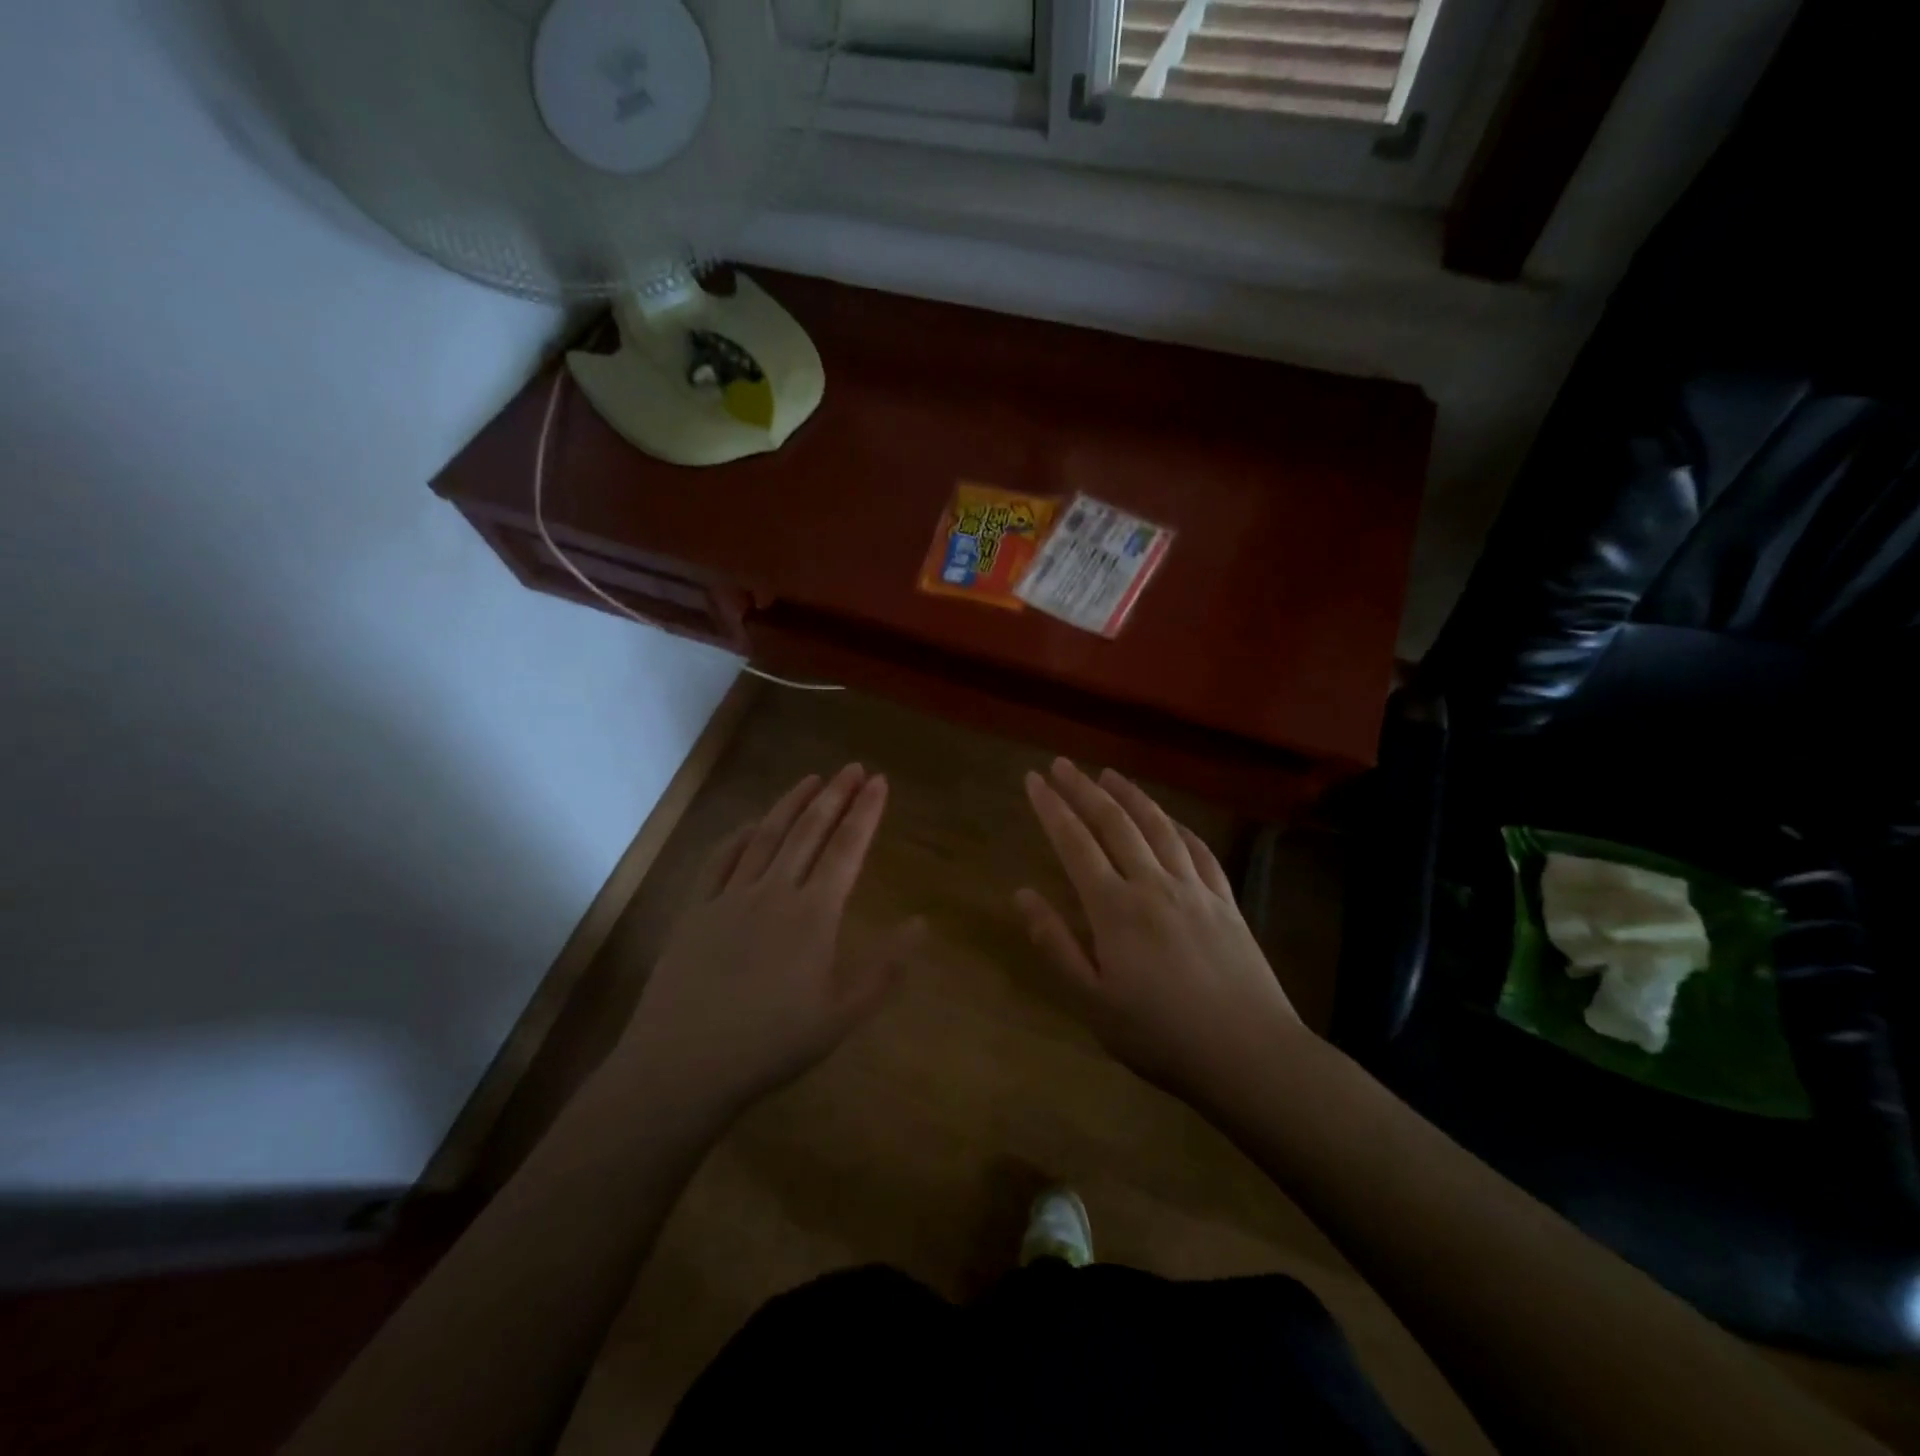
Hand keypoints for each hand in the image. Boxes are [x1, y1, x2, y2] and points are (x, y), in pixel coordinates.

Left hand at [618, 764, 923, 1119]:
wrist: (683, 1065)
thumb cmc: (771, 1044)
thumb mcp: (841, 1016)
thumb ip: (885, 969)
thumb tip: (922, 923)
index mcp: (814, 914)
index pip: (847, 849)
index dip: (866, 812)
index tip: (880, 781)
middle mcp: (775, 892)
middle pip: (809, 832)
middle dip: (835, 795)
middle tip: (853, 767)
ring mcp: (730, 897)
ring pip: (767, 836)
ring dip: (791, 804)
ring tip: (811, 778)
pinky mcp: (696, 911)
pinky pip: (720, 860)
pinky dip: (739, 835)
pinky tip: (751, 823)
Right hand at [1016, 759, 1304, 1107]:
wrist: (1249, 1055)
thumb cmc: (1160, 1035)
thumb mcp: (1092, 1002)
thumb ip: (1056, 944)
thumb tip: (1021, 894)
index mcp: (1114, 909)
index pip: (1075, 844)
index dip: (1051, 808)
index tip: (1033, 780)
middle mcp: (1152, 884)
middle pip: (1114, 823)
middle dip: (1084, 789)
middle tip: (1062, 764)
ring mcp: (1194, 889)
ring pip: (1158, 827)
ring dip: (1131, 796)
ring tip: (1109, 774)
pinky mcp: (1226, 902)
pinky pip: (1199, 850)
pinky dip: (1179, 826)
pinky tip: (1170, 819)